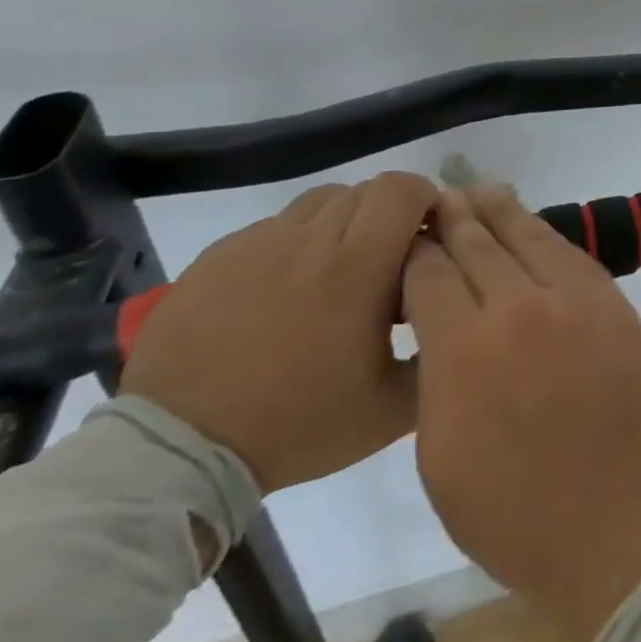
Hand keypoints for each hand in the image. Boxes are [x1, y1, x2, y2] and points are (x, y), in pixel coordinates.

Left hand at [121, 172, 438, 492]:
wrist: (180, 451)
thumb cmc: (299, 424)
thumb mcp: (392, 407)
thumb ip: (440, 353)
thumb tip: (460, 314)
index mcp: (358, 267)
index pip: (403, 190)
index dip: (426, 200)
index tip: (430, 236)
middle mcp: (309, 240)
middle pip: (366, 190)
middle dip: (390, 214)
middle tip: (389, 260)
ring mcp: (257, 244)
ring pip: (320, 201)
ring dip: (344, 222)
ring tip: (339, 270)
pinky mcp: (217, 257)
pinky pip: (274, 227)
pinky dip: (297, 243)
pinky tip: (288, 290)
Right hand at [402, 186, 640, 641]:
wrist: (609, 514)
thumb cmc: (506, 504)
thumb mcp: (436, 447)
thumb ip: (435, 370)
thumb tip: (440, 320)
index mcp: (465, 349)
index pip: (430, 274)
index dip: (414, 253)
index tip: (404, 240)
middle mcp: (520, 308)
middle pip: (478, 245)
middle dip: (453, 219)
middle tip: (437, 198)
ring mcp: (574, 300)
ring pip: (529, 237)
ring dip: (499, 212)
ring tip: (478, 190)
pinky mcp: (612, 302)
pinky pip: (570, 255)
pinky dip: (543, 236)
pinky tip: (529, 226)